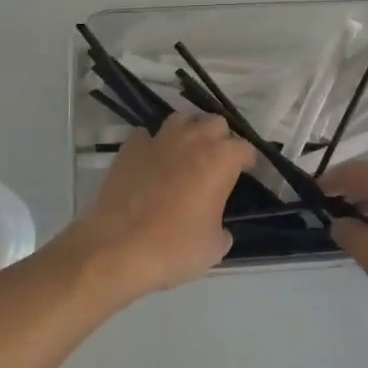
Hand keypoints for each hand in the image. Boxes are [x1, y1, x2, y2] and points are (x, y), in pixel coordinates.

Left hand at [71, 114, 255, 295]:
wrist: (118, 246)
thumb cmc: (175, 246)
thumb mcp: (214, 248)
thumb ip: (223, 230)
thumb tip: (219, 228)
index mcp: (221, 159)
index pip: (245, 148)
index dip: (248, 161)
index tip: (246, 173)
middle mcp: (194, 139)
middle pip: (215, 123)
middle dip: (219, 139)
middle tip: (216, 163)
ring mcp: (159, 139)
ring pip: (182, 119)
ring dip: (189, 132)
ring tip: (186, 154)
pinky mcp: (131, 147)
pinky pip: (147, 135)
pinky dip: (153, 144)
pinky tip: (151, 162)